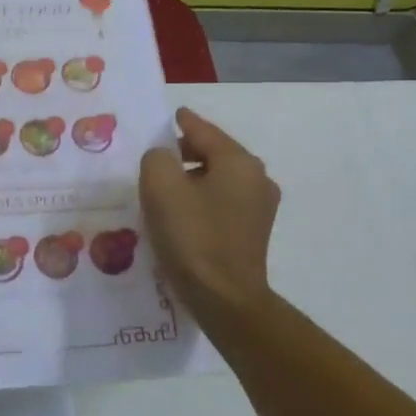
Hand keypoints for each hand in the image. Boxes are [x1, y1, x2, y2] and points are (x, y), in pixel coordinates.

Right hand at [140, 107, 280, 326]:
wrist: (224, 299)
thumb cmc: (192, 237)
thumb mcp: (160, 186)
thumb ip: (157, 158)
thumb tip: (164, 158)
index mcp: (238, 161)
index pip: (204, 130)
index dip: (183, 122)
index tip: (170, 116)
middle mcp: (256, 178)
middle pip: (214, 153)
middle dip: (185, 152)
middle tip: (156, 157)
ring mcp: (259, 207)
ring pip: (219, 178)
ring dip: (193, 178)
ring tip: (164, 188)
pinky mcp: (253, 231)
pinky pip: (223, 201)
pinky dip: (202, 198)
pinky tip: (182, 212)